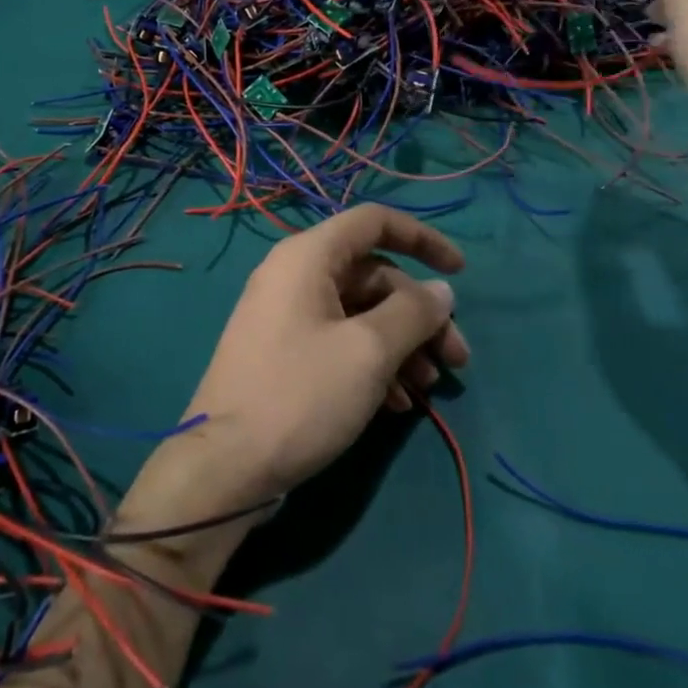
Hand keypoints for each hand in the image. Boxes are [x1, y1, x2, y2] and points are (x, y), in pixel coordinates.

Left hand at [122, 206, 468, 526]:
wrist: (227, 465)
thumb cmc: (301, 395)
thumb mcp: (368, 351)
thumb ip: (413, 313)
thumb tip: (441, 290)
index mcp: (307, 257)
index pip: (373, 222)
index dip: (422, 239)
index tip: (460, 271)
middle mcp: (294, 276)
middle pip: (373, 275)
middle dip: (419, 314)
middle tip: (455, 360)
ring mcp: (286, 316)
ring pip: (360, 313)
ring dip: (401, 344)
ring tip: (427, 389)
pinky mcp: (284, 353)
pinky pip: (339, 341)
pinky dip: (372, 364)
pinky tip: (396, 405)